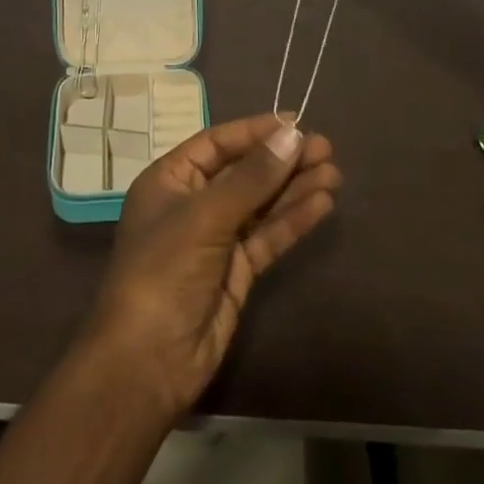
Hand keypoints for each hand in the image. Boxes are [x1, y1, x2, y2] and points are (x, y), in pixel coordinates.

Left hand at [82, 114, 339, 420]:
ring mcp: (216, 239)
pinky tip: (321, 204)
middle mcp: (193, 204)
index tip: (296, 123)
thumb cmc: (164, 271)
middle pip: (244, 172)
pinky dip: (293, 220)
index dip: (255, 132)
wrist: (149, 360)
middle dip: (282, 160)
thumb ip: (252, 178)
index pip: (217, 143)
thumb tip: (293, 136)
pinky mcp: (236, 271)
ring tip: (334, 173)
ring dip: (295, 188)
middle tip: (326, 148)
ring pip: (261, 204)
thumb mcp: (205, 216)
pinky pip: (268, 236)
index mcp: (170, 180)